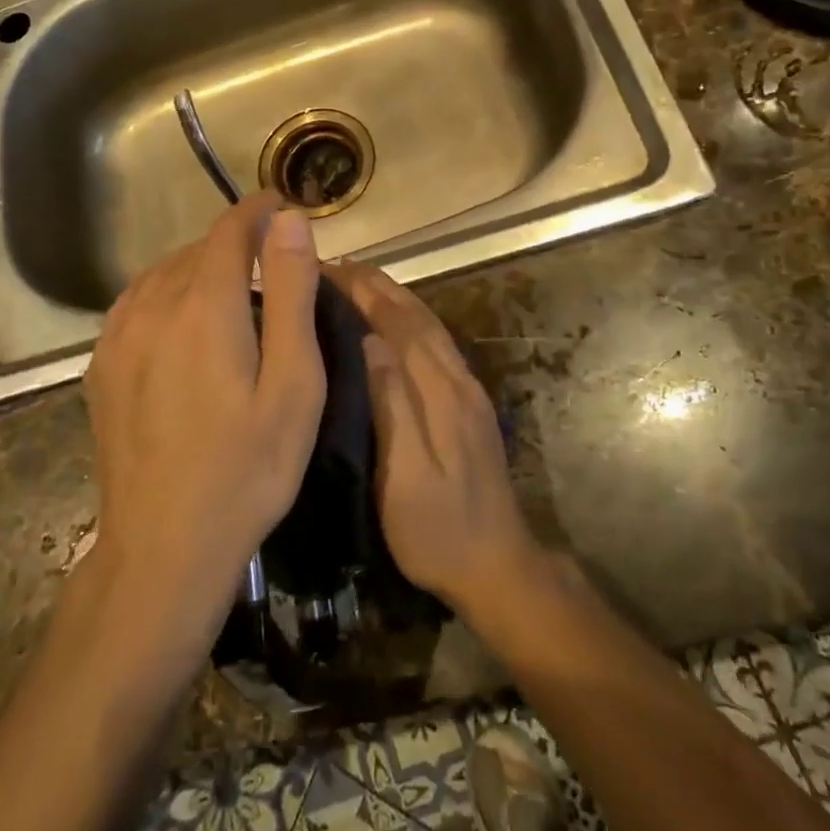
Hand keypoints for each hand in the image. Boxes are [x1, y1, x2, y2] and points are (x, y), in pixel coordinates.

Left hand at [83, 194, 324, 642]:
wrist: (163, 548)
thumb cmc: (247, 468)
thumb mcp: (293, 383)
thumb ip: (291, 294)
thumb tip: (288, 221)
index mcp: (205, 305)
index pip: (230, 230)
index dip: (256, 210)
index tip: (280, 204)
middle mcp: (153, 306)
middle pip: (197, 250)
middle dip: (235, 242)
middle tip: (270, 261)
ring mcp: (119, 336)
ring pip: (163, 273)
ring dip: (199, 267)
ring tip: (232, 287)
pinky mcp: (101, 365)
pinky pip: (136, 303)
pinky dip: (166, 293)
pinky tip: (181, 321)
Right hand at [324, 262, 546, 620]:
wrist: (499, 567)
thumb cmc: (438, 530)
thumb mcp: (405, 477)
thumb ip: (392, 404)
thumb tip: (371, 339)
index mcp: (440, 393)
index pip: (399, 325)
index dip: (366, 293)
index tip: (330, 269)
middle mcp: (457, 380)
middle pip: (417, 318)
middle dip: (380, 286)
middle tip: (339, 264)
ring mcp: (468, 390)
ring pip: (430, 327)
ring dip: (397, 297)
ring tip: (363, 279)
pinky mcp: (470, 403)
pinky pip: (437, 343)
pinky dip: (413, 319)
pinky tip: (397, 321)